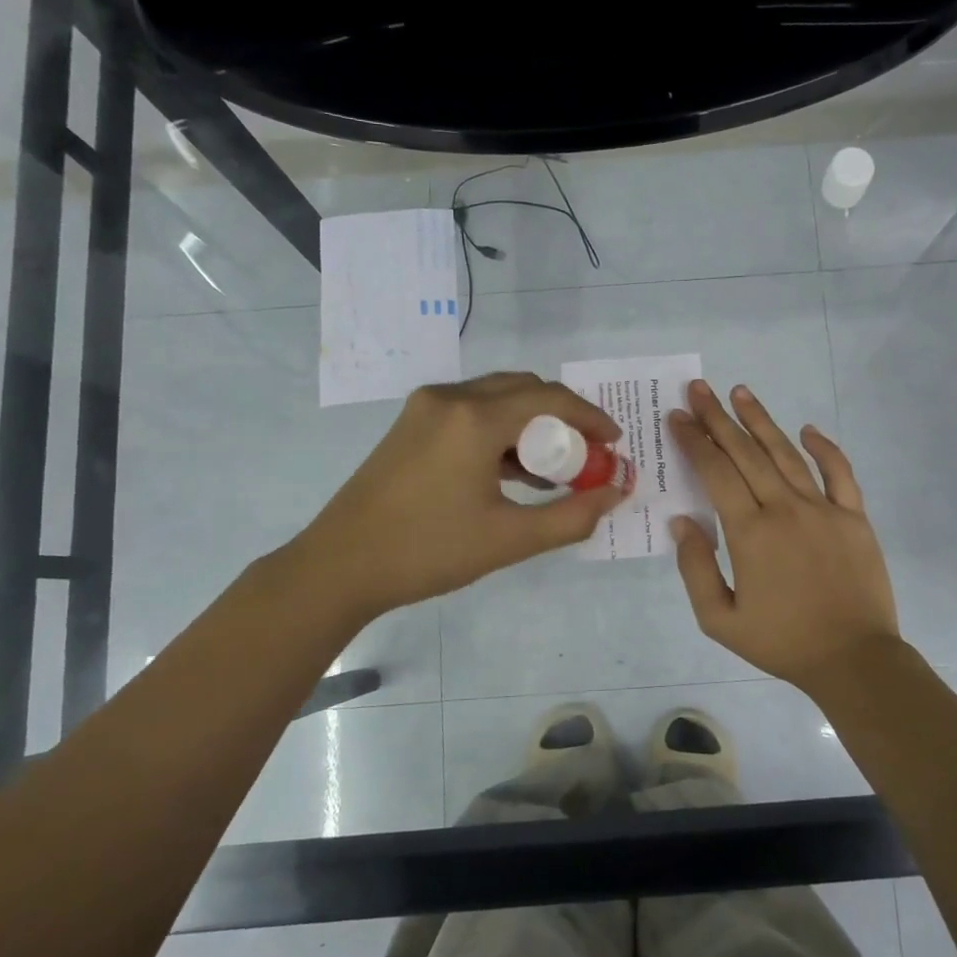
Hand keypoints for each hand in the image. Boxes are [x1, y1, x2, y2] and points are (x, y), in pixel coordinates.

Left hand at [286, 372, 627, 624]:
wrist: (340, 566)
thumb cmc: (428, 552)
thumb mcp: (510, 539)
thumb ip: (572, 516)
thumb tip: (616, 492)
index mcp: (474, 418)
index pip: (550, 399)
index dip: (590, 418)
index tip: (615, 444)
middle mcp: (450, 398)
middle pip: (525, 389)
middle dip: (564, 418)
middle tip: (588, 456)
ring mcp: (426, 408)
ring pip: (497, 398)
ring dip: (532, 424)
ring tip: (556, 469)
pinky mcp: (412, 424)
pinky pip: (472, 412)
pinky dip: (502, 431)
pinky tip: (514, 472)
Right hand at [668, 381, 901, 690]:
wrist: (853, 659)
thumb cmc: (781, 642)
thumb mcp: (720, 619)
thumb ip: (696, 568)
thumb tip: (682, 521)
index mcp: (750, 532)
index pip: (715, 472)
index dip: (694, 441)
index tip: (678, 416)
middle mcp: (785, 508)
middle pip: (746, 453)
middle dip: (718, 418)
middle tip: (700, 389)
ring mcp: (824, 509)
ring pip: (786, 454)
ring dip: (761, 421)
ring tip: (740, 393)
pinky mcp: (854, 517)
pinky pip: (839, 473)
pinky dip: (824, 448)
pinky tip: (807, 429)